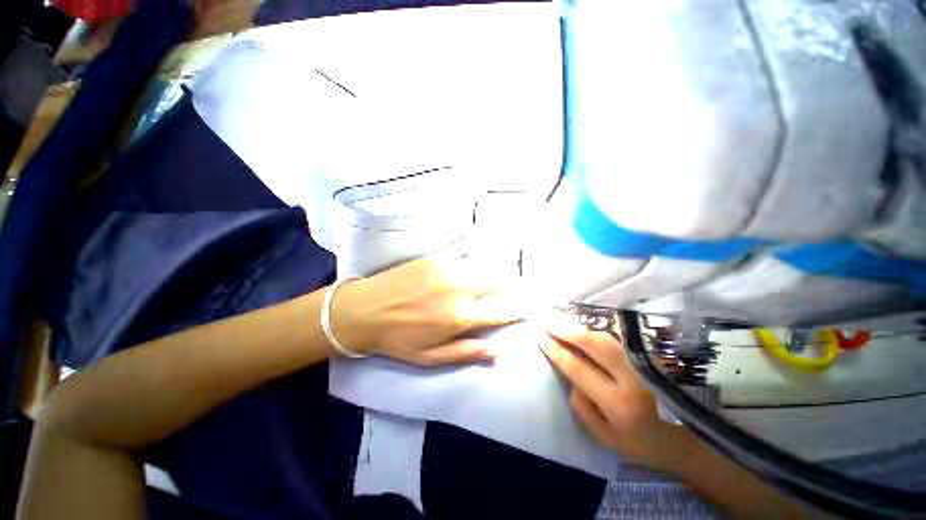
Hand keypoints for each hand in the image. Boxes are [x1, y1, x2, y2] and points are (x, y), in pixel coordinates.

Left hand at [330, 257, 524, 365]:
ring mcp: (446, 270)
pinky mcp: (434, 259)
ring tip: (495, 278)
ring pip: (481, 268)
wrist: (362, 310)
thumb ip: (466, 352)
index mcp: (458, 317)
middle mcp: (458, 289)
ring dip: (491, 274)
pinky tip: (471, 268)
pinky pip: (462, 260)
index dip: (517, 310)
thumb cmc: (397, 339)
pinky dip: (472, 265)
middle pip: (495, 282)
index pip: (499, 312)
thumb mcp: (430, 358)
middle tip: (513, 288)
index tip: (530, 307)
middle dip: (508, 286)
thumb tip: (497, 352)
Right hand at [541, 312, 690, 469]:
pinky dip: (604, 324)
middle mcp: (633, 378)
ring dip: (583, 324)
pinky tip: (590, 320)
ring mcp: (648, 362)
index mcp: (618, 403)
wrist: (692, 440)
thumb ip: (582, 409)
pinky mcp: (657, 354)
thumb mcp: (607, 438)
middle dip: (566, 330)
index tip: (540, 336)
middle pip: (594, 343)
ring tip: (564, 318)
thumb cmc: (644, 443)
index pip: (577, 367)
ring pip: (609, 334)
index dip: (556, 350)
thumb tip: (570, 377)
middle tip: (548, 321)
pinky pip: (625, 334)